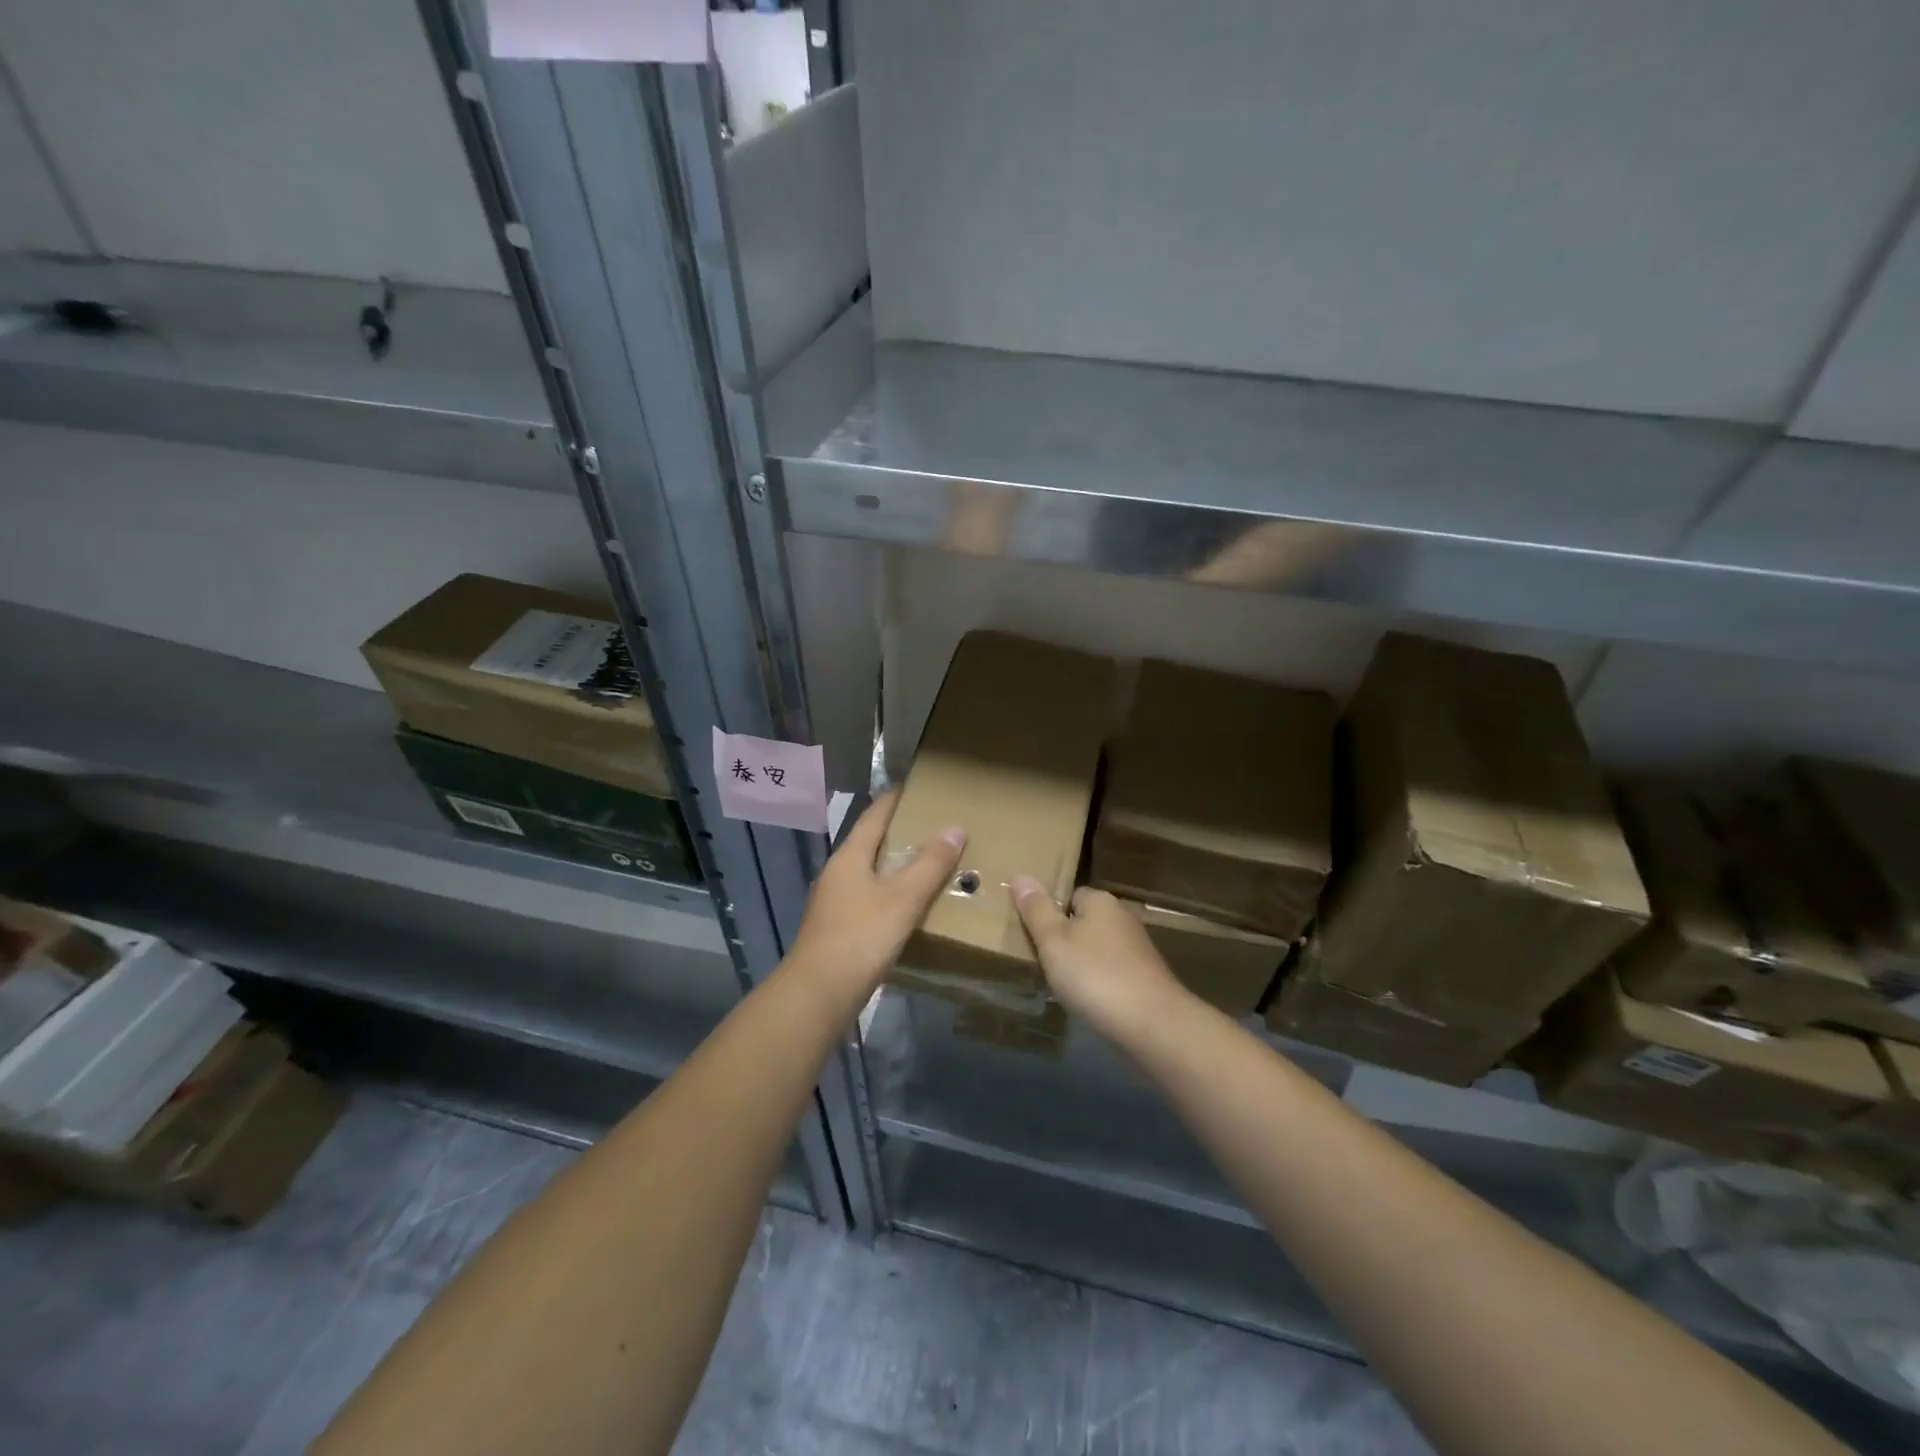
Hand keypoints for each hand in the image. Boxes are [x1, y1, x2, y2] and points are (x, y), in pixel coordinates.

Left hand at [788, 792, 964, 1000]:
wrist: (817, 994)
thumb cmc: (861, 937)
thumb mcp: (903, 898)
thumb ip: (930, 864)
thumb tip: (955, 828)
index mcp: (850, 857)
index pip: (874, 816)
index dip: (894, 800)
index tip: (916, 788)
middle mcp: (837, 873)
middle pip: (869, 842)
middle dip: (898, 832)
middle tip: (932, 826)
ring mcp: (833, 902)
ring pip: (868, 871)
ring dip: (893, 864)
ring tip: (926, 863)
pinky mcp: (836, 928)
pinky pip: (867, 897)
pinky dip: (888, 891)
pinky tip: (906, 905)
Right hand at [1010, 880, 1186, 1039]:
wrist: (1152, 1024)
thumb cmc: (1095, 975)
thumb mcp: (1053, 941)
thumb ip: (1036, 909)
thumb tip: (1021, 876)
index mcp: (1101, 901)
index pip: (1070, 895)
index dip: (1050, 913)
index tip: (1033, 935)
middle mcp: (1122, 918)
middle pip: (1084, 922)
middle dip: (1065, 939)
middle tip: (1041, 962)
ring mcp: (1138, 950)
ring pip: (1098, 949)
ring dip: (1082, 964)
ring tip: (1060, 985)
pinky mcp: (1146, 978)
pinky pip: (1112, 972)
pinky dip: (1098, 983)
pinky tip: (1088, 1001)